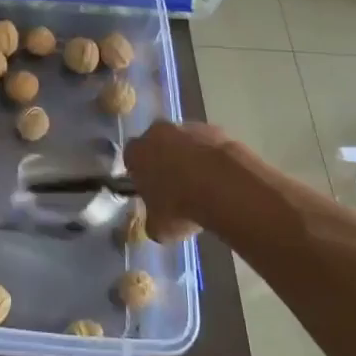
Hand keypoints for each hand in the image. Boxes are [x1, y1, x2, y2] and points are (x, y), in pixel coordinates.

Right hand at [124, 120, 250, 240]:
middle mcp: (158, 132)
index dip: (140, 174)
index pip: (131, 158)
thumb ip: (152, 220)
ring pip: (184, 141)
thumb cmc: (181, 206)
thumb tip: (156, 221)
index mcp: (137, 152)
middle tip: (176, 185)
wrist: (225, 187)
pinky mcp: (216, 130)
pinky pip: (208, 144)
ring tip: (203, 185)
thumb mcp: (159, 227)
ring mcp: (187, 127)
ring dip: (189, 157)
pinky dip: (212, 157)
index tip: (150, 190)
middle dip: (163, 159)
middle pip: (157, 143)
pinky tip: (221, 178)